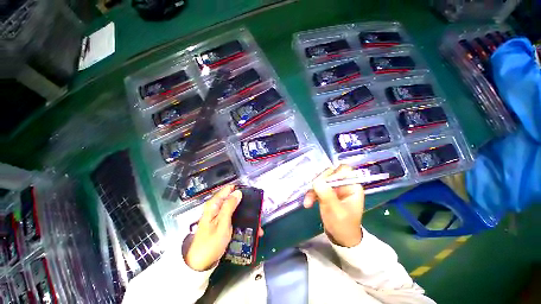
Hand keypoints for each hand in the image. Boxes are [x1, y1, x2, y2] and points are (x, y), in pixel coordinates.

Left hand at [185, 185, 262, 270]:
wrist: (201, 263)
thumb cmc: (211, 243)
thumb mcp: (222, 223)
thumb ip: (229, 206)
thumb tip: (238, 192)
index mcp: (214, 204)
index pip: (228, 189)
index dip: (239, 190)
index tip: (251, 194)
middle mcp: (216, 207)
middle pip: (233, 198)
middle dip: (245, 202)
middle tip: (256, 208)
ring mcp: (219, 215)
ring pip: (235, 208)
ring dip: (245, 213)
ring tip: (256, 219)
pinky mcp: (222, 223)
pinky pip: (234, 217)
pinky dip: (242, 219)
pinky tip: (250, 226)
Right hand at [303, 165, 364, 247]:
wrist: (341, 238)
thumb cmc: (343, 226)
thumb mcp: (336, 211)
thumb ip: (327, 195)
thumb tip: (316, 181)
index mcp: (352, 186)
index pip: (343, 170)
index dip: (332, 172)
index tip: (321, 180)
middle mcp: (343, 184)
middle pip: (329, 174)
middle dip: (318, 183)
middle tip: (311, 190)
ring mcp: (333, 188)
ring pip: (320, 181)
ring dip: (312, 190)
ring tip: (307, 202)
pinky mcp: (326, 193)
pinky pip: (316, 188)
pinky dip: (311, 195)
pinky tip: (307, 203)